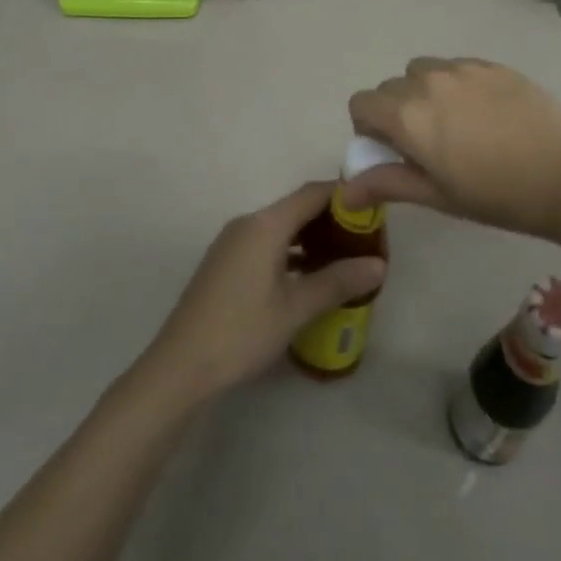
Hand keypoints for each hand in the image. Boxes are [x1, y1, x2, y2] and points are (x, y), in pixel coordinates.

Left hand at [141, 183, 385, 402]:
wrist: (180, 366)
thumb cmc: (241, 331)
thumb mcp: (295, 309)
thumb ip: (337, 282)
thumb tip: (379, 264)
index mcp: (265, 224)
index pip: (312, 194)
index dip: (344, 196)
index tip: (373, 208)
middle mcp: (248, 223)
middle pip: (296, 208)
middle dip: (331, 219)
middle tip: (365, 239)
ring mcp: (232, 242)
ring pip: (280, 227)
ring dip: (311, 237)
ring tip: (344, 258)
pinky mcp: (225, 262)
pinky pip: (266, 243)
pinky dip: (290, 251)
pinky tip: (308, 276)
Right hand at [344, 57, 560, 238]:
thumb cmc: (499, 195)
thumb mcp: (438, 195)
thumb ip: (387, 183)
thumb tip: (344, 191)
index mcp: (407, 115)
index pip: (361, 104)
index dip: (369, 128)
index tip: (393, 151)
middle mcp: (427, 81)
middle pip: (390, 87)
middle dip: (396, 112)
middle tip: (427, 145)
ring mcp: (462, 68)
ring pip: (423, 71)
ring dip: (424, 93)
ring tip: (456, 125)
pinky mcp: (492, 64)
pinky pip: (456, 67)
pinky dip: (455, 85)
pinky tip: (486, 114)